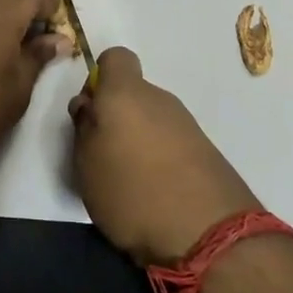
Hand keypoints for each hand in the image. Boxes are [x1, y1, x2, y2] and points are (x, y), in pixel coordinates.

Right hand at [69, 47, 258, 266]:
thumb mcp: (87, 165)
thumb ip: (83, 128)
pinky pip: (172, 142)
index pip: (114, 58)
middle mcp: (159, 98)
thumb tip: (89, 107)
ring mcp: (187, 123)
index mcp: (126, 93)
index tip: (91, 112)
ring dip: (139, 140)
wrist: (209, 234)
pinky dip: (161, 158)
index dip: (99, 79)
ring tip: (130, 181)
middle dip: (116, 116)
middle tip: (104, 155)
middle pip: (132, 93)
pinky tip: (156, 193)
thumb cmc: (133, 192)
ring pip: (152, 119)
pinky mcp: (206, 150)